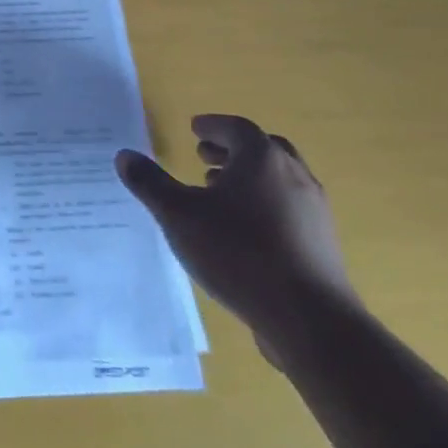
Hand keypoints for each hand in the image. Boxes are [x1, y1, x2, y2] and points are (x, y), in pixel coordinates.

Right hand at [116, 114, 359, 362]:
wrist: (311, 320)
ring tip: (218, 193)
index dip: (213, 126)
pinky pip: (289, 207)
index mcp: (262, 159)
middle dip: (231, 149)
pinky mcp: (322, 242)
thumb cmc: (239, 253)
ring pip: (279, 179)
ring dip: (248, 177)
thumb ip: (150, 183)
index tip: (194, 129)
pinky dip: (264, 203)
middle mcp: (294, 175)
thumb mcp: (179, 216)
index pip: (236, 128)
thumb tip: (124, 156)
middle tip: (204, 156)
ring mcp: (313, 210)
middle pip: (263, 149)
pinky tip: (242, 229)